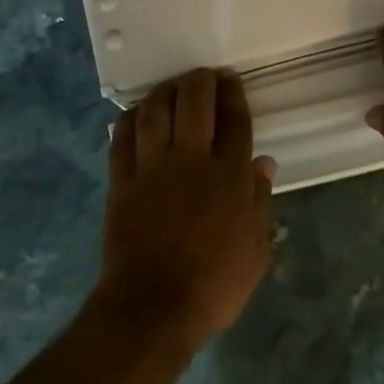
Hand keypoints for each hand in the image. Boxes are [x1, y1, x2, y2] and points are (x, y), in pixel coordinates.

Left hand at [98, 68, 276, 348]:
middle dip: (200, 81)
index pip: (234, 120)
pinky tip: (137, 113)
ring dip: (165, 91)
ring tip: (172, 87)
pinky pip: (122, 137)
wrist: (153, 306)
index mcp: (228, 176)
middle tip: (204, 76)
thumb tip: (263, 163)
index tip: (231, 80)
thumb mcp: (255, 250)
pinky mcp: (121, 181)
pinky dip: (130, 118)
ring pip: (155, 111)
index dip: (234, 95)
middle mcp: (190, 160)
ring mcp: (151, 168)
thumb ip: (260, 202)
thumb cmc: (214, 284)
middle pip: (194, 102)